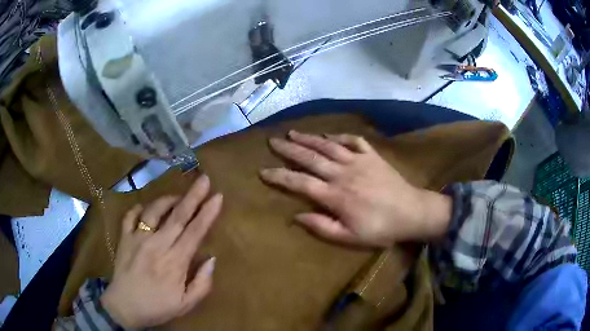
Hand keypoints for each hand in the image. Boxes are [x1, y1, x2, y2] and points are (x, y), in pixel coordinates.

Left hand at [100, 174, 222, 328]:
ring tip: (177, 196)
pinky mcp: (124, 238)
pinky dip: (138, 209)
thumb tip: (211, 259)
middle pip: (178, 216)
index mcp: (175, 262)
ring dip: (168, 199)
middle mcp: (157, 245)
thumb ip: (202, 284)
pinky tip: (144, 209)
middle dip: (193, 196)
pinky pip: (130, 216)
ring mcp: (138, 238)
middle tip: (204, 179)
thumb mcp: (186, 304)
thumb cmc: (157, 307)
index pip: (195, 232)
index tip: (218, 196)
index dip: (207, 213)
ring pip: (154, 210)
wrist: (124, 307)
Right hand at [260, 131, 450, 247]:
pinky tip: (328, 134)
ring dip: (308, 138)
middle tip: (272, 141)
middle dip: (288, 149)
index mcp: (335, 196)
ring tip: (292, 133)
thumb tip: (296, 217)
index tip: (263, 171)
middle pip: (310, 158)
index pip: (300, 183)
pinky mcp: (372, 156)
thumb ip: (322, 227)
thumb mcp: (350, 238)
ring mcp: (358, 161)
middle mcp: (342, 173)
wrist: (412, 212)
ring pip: (328, 146)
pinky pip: (353, 140)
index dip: (280, 176)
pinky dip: (339, 135)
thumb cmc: (381, 229)